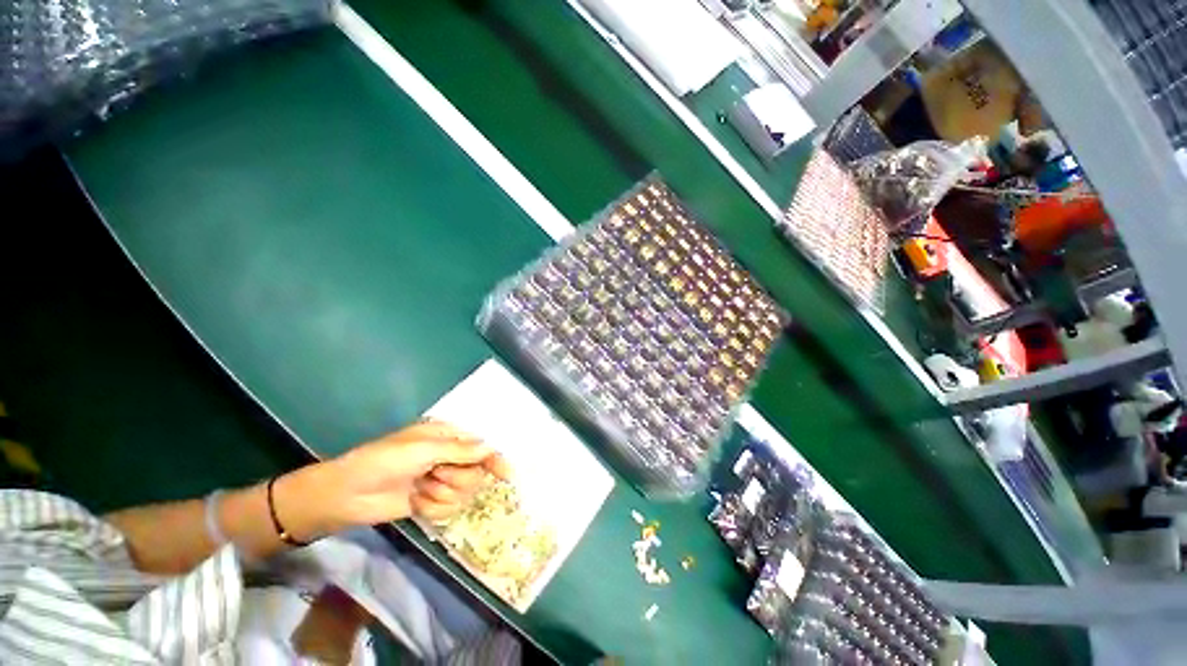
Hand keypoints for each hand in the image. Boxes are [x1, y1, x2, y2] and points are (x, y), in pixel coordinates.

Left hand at [313, 420, 510, 528]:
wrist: (346, 495)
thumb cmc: (384, 461)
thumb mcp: (424, 450)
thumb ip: (461, 451)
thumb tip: (491, 449)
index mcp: (447, 437)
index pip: (481, 447)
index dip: (495, 459)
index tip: (508, 475)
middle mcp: (448, 457)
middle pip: (475, 472)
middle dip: (457, 477)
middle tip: (435, 475)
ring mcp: (439, 481)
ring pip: (464, 492)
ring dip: (442, 493)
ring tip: (420, 489)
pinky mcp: (431, 502)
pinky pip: (448, 509)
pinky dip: (433, 508)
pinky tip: (416, 503)